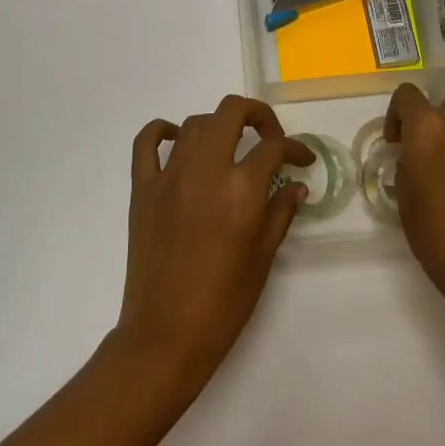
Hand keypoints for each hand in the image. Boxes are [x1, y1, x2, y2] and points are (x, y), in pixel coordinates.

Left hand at [115, 96, 313, 385]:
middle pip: (231, 112)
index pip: (274, 147)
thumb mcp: (263, 257)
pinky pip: (147, 142)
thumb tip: (296, 185)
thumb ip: (281, 212)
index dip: (295, 148)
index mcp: (241, 189)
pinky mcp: (142, 188)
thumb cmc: (224, 302)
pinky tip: (176, 139)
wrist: (166, 334)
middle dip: (257, 115)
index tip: (302, 161)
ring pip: (195, 123)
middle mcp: (206, 170)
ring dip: (217, 126)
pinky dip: (162, 131)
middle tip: (268, 136)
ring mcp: (169, 175)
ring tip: (229, 147)